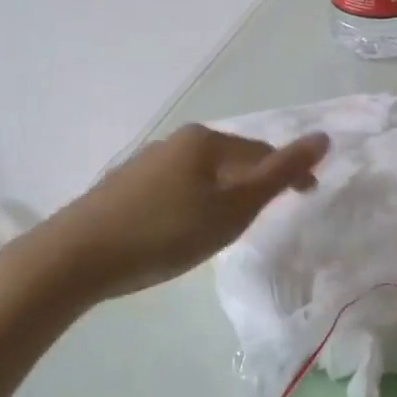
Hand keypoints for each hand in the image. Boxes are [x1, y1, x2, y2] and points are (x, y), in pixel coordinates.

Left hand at [7, 124, 328, 311]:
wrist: (73, 259)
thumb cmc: (166, 233)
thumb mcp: (234, 209)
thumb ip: (281, 174)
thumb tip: (323, 137)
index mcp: (205, 141)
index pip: (262, 151)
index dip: (290, 173)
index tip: (308, 197)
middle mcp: (175, 141)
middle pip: (232, 159)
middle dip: (255, 182)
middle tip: (267, 214)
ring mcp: (145, 162)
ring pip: (202, 174)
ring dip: (224, 193)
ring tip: (228, 224)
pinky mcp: (123, 186)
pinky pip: (176, 187)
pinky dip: (194, 202)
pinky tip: (183, 228)